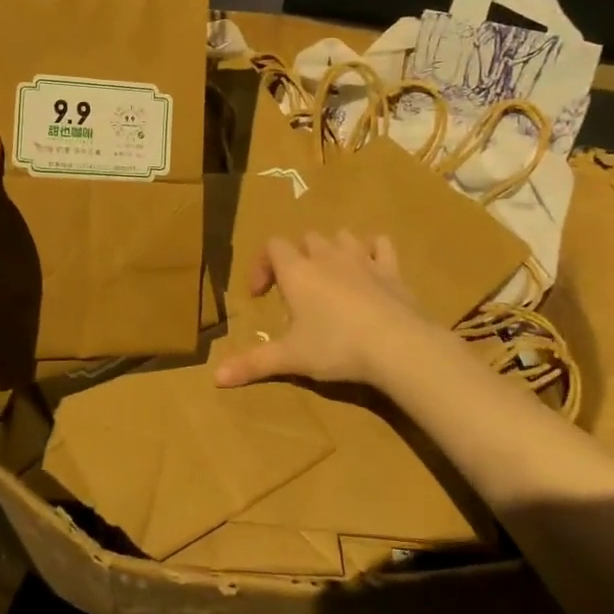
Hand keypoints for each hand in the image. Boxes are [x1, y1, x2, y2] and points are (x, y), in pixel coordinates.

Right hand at [215, 230, 436, 391]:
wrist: (397, 345)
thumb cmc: (336, 347)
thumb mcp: (291, 358)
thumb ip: (253, 363)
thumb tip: (215, 378)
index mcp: (297, 271)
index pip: (272, 246)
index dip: (263, 266)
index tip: (261, 295)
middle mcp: (326, 256)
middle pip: (306, 239)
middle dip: (298, 258)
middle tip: (298, 291)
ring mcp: (361, 259)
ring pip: (341, 236)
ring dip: (333, 250)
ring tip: (331, 276)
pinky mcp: (391, 269)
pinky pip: (381, 244)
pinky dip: (374, 250)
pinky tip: (371, 267)